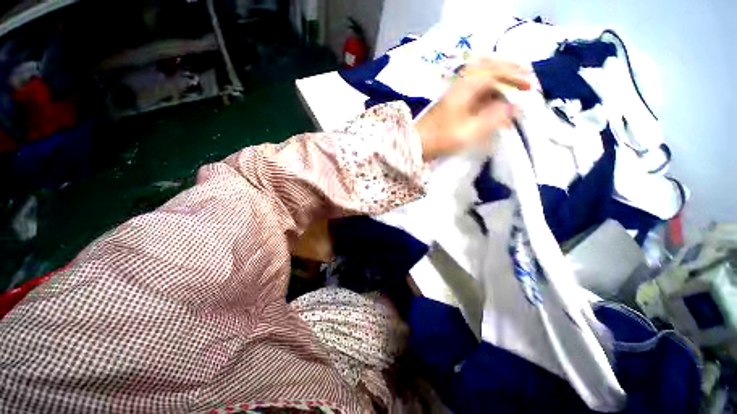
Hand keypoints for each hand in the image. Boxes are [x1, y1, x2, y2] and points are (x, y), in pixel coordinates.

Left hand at [416, 58, 530, 160]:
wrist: (415, 145)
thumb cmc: (440, 138)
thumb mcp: (468, 131)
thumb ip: (492, 118)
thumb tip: (512, 106)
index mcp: (465, 88)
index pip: (494, 72)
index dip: (514, 76)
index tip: (530, 85)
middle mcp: (460, 86)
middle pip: (488, 69)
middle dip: (508, 72)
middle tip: (525, 79)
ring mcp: (455, 95)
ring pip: (481, 81)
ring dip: (499, 83)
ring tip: (513, 91)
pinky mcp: (452, 105)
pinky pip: (474, 94)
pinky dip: (488, 96)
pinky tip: (494, 105)